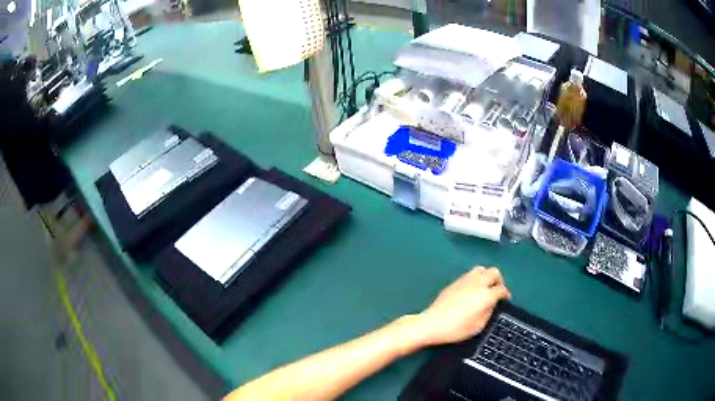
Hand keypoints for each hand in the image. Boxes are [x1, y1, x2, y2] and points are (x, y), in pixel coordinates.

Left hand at [415, 267, 510, 346]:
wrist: (432, 324)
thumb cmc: (456, 329)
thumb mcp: (478, 326)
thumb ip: (488, 312)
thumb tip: (492, 304)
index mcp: (485, 295)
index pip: (501, 289)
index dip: (506, 294)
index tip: (505, 300)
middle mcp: (477, 283)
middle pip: (494, 272)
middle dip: (498, 280)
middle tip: (496, 291)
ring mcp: (465, 280)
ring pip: (481, 269)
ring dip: (486, 276)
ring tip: (484, 288)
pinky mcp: (454, 282)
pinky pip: (470, 274)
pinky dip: (475, 278)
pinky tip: (472, 290)